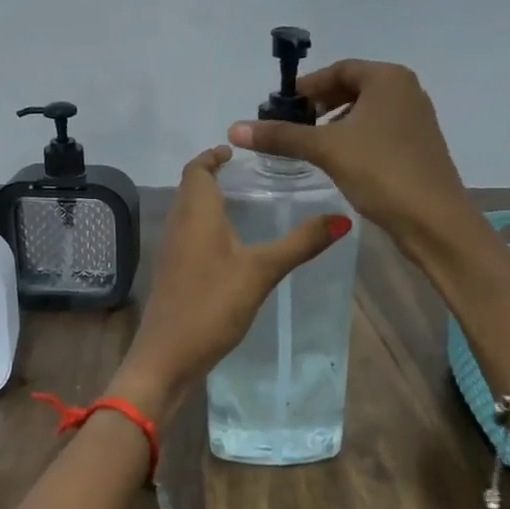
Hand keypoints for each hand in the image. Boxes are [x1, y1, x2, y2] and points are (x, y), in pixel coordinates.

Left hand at [112, 146, 350, 408]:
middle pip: (190, 187)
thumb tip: (342, 218)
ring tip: (245, 204)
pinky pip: (189, 235)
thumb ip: (300, 243)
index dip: (212, 156)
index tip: (236, 151)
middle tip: (249, 176)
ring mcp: (172, 250)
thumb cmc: (212, 304)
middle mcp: (179, 224)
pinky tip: (231, 246)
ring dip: (210, 201)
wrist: (167, 357)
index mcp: (196, 213)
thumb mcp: (262, 271)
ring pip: (189, 212)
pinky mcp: (172, 273)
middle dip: (213, 176)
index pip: (196, 169)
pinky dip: (207, 226)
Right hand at [228, 59, 480, 263]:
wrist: (434, 220)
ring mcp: (417, 120)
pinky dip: (355, 139)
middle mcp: (407, 91)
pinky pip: (379, 131)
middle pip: (353, 88)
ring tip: (310, 145)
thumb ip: (281, 136)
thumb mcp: (326, 149)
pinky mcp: (419, 147)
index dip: (307, 86)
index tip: (281, 106)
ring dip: (336, 123)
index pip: (339, 70)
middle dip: (320, 105)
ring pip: (366, 112)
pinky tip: (339, 161)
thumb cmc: (381, 171)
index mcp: (389, 79)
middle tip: (292, 125)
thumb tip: (235, 128)